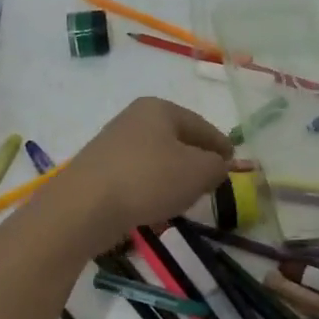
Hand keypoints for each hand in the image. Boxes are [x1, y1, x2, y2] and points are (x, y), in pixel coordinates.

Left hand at [50, 97, 232, 247]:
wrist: (84, 206)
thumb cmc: (148, 179)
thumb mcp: (198, 172)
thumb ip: (217, 166)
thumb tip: (218, 165)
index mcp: (159, 109)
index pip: (201, 125)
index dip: (220, 144)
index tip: (234, 162)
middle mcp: (134, 119)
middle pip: (177, 140)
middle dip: (196, 161)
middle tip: (212, 182)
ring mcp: (113, 144)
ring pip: (156, 160)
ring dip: (173, 178)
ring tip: (185, 200)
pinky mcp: (99, 171)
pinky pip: (137, 178)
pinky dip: (151, 191)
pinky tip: (155, 210)